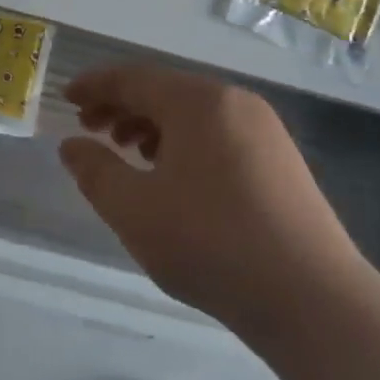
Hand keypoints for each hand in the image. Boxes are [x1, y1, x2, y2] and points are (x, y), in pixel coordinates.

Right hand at [61, 64, 373, 338]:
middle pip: (165, 91)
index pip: (133, 78)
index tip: (66, 98)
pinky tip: (173, 177)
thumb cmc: (211, 244)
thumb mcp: (134, 210)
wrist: (313, 300)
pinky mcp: (281, 161)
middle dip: (122, 106)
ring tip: (128, 153)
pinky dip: (185, 143)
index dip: (95, 86)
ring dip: (153, 125)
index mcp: (198, 101)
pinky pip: (219, 134)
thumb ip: (95, 171)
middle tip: (90, 129)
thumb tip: (72, 145)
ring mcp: (265, 130)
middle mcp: (234, 102)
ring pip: (193, 113)